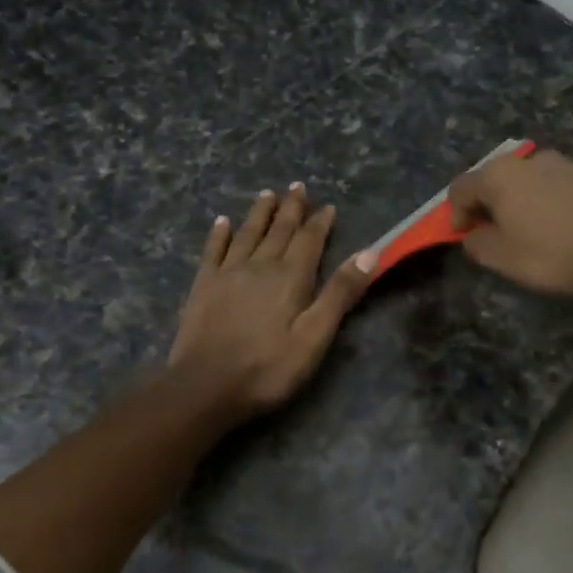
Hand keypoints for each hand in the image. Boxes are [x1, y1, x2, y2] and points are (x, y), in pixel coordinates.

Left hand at [169, 183, 374, 420]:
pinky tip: (222, 222)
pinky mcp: (203, 286)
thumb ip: (340, 294)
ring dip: (259, 213)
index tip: (327, 206)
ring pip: (247, 233)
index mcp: (290, 277)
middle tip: (297, 187)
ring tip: (267, 193)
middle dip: (291, 208)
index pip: (309, 240)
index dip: (319, 222)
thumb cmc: (268, 368)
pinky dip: (219, 234)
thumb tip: (369, 252)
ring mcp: (227, 273)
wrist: (205, 386)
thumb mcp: (315, 336)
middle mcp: (259, 265)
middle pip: (279, 230)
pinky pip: (213, 250)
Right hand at [447, 149, 572, 301]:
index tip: (462, 236)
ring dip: (529, 200)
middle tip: (497, 231)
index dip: (455, 212)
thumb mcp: (502, 259)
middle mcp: (533, 161)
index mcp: (501, 176)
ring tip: (538, 230)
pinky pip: (569, 190)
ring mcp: (571, 166)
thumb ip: (477, 243)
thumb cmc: (552, 255)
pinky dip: (562, 204)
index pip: (461, 187)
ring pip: (537, 180)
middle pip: (499, 178)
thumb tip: (474, 234)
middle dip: (493, 203)